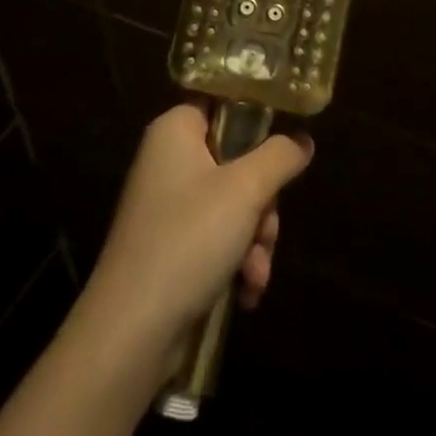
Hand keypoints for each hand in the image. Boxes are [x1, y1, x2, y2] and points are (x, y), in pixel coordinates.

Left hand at [79, 105, 312, 375]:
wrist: (132, 330)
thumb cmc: (189, 238)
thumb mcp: (245, 189)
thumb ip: (279, 156)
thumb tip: (303, 139)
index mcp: (175, 130)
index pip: (223, 104)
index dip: (257, 122)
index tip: (285, 148)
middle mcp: (168, 161)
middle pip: (236, 160)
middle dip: (263, 203)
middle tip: (266, 228)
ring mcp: (168, 206)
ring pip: (233, 204)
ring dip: (255, 239)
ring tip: (255, 273)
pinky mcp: (170, 247)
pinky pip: (217, 238)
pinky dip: (236, 262)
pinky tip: (245, 292)